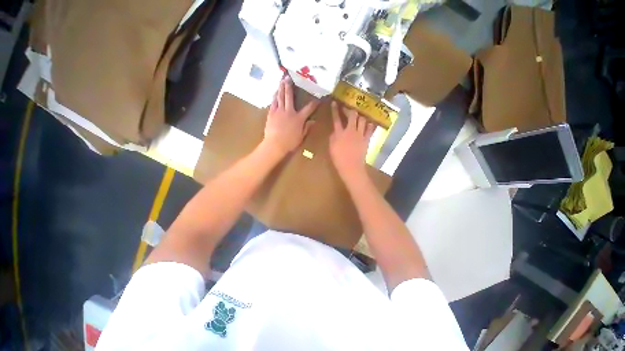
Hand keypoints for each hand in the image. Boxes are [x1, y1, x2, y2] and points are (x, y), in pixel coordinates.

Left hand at [262, 77, 319, 156]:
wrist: (275, 145)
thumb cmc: (290, 143)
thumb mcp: (301, 137)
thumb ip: (307, 128)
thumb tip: (314, 121)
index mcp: (299, 118)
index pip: (309, 108)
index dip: (314, 103)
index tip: (318, 98)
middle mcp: (289, 111)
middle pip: (290, 96)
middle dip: (290, 86)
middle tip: (289, 77)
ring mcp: (279, 111)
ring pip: (280, 97)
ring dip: (281, 87)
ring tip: (282, 80)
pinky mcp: (271, 113)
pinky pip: (273, 102)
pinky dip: (274, 96)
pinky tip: (275, 92)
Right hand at [329, 101, 375, 180]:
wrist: (351, 167)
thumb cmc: (338, 159)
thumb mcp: (331, 148)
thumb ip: (332, 138)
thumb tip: (334, 131)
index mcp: (339, 133)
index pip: (336, 119)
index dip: (335, 110)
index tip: (334, 103)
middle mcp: (350, 131)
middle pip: (351, 115)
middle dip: (349, 109)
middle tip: (347, 107)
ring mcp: (360, 135)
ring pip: (362, 120)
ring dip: (360, 115)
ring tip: (359, 114)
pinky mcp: (366, 139)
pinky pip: (370, 129)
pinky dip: (369, 124)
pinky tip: (369, 122)